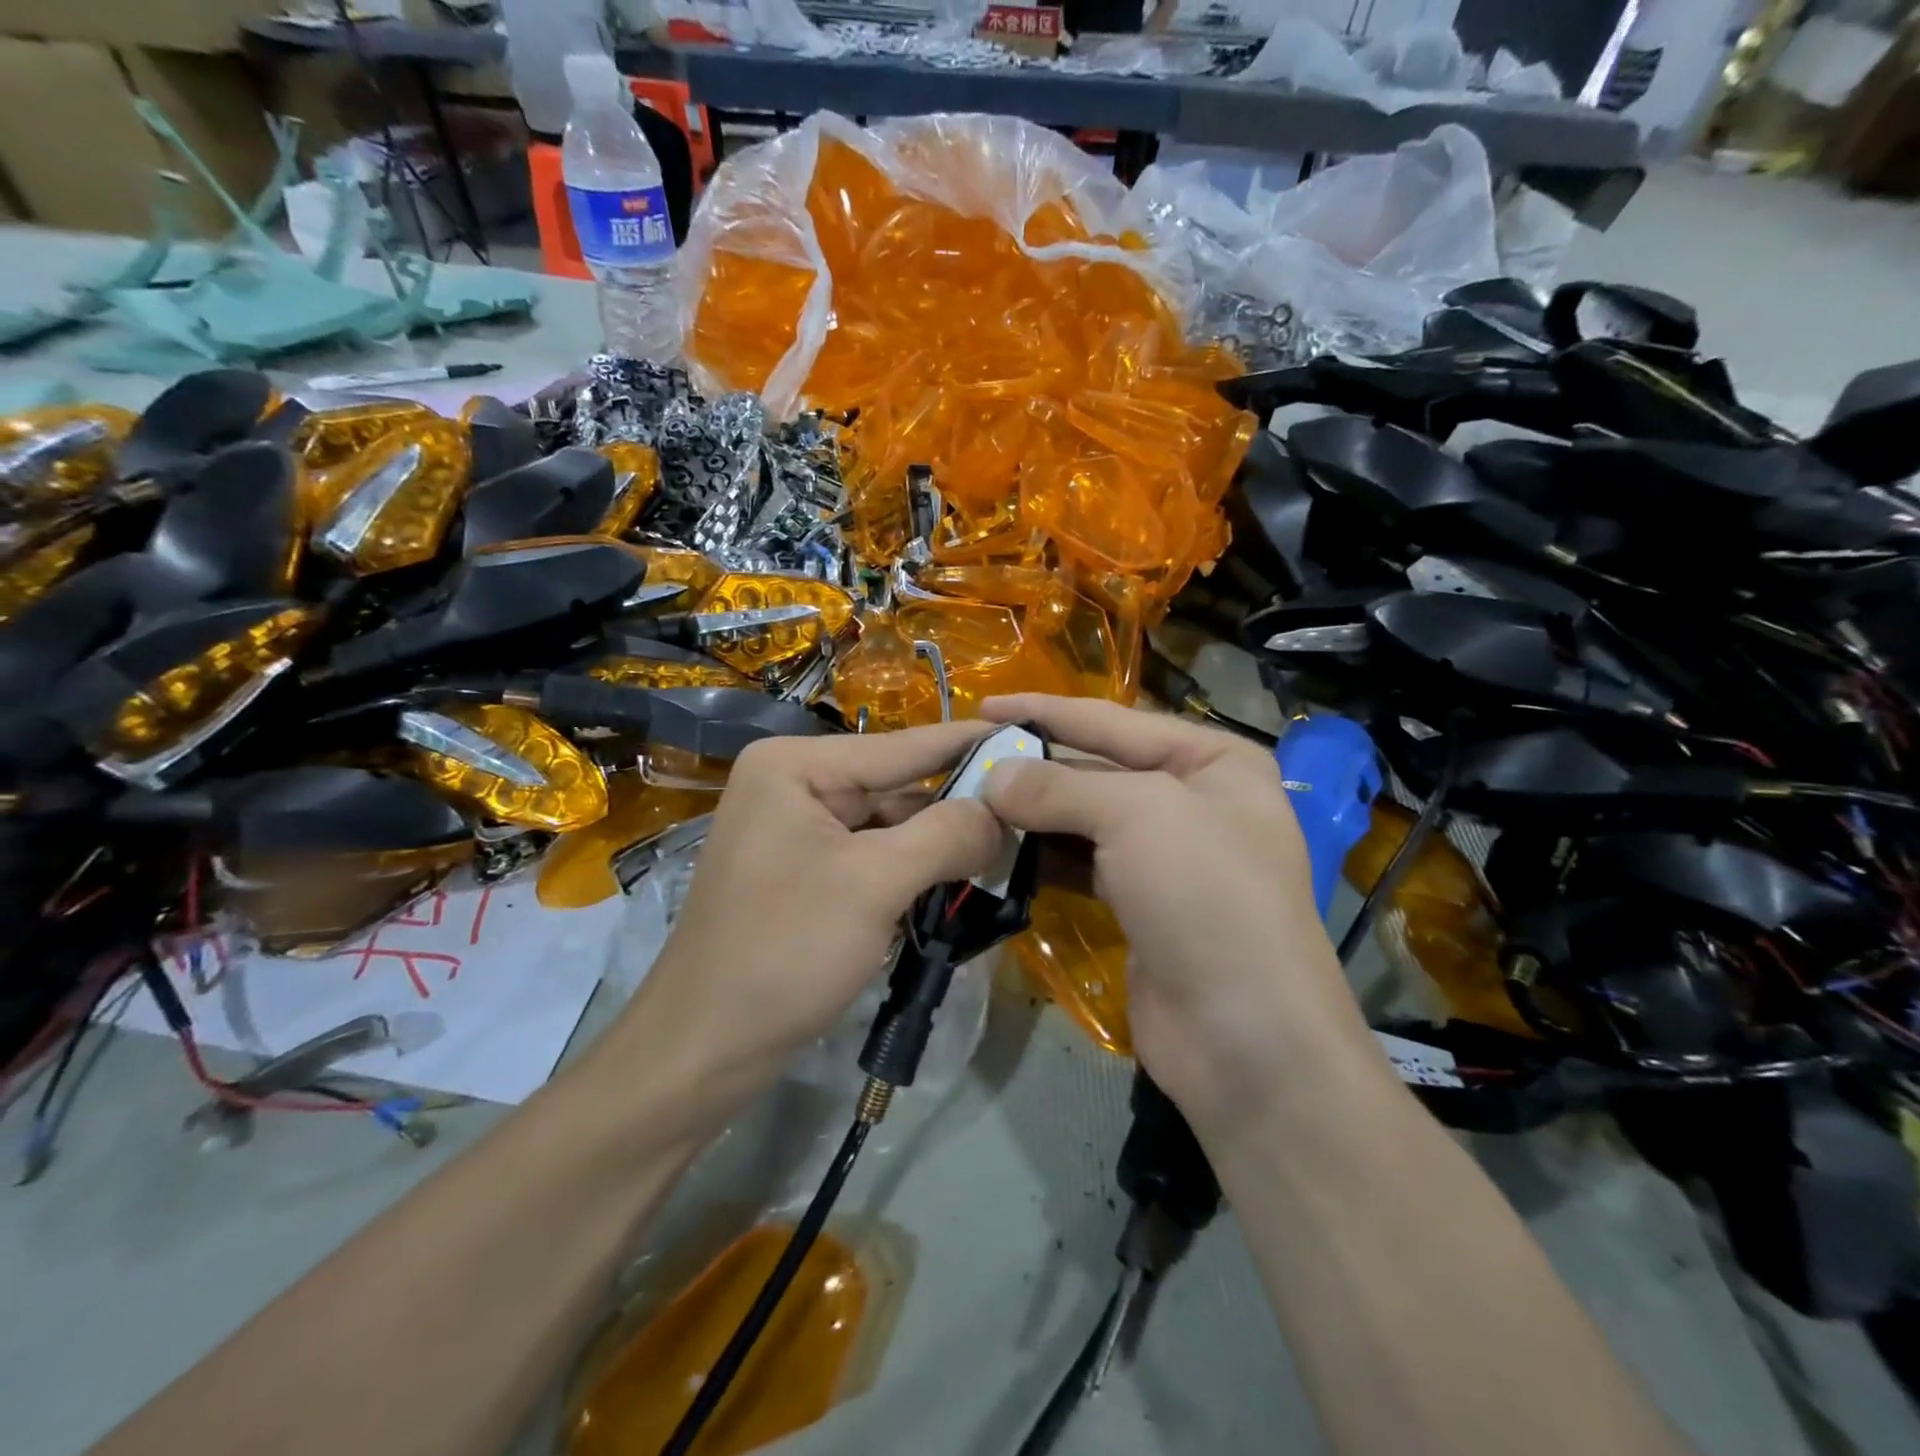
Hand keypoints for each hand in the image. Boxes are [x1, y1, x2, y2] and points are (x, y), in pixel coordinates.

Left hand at [618, 722, 1003, 1122]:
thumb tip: (1001, 811)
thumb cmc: (783, 952)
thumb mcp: (874, 884)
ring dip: (938, 843)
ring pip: (889, 823)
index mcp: (797, 767)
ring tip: (1004, 853)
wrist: (704, 1047)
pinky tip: (955, 881)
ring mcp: (797, 829)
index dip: (970, 744)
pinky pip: (872, 855)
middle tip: (1030, 816)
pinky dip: (912, 869)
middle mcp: (794, 784)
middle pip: (897, 785)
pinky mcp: (805, 871)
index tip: (1033, 737)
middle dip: (958, 806)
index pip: (903, 745)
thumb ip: (945, 835)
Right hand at [980, 695, 1379, 1131]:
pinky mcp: (1139, 903)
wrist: (1244, 1037)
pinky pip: (1082, 862)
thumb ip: (1059, 786)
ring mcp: (1167, 855)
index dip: (1046, 710)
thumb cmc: (1204, 896)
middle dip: (1034, 766)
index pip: (1114, 720)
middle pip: (1097, 768)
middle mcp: (1193, 799)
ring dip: (1032, 813)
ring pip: (1085, 818)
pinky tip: (999, 849)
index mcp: (1213, 759)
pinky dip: (1043, 855)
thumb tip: (992, 776)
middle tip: (965, 761)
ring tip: (969, 803)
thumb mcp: (1137, 815)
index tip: (984, 706)